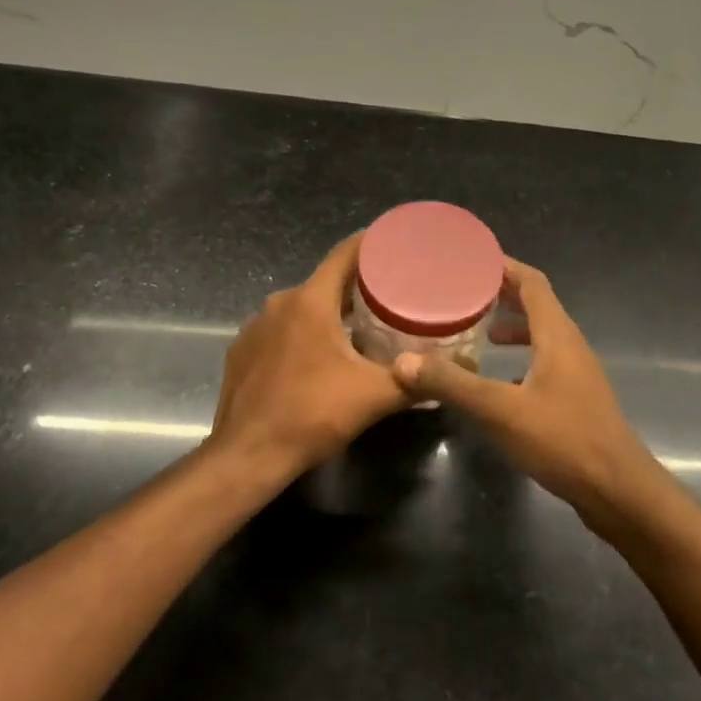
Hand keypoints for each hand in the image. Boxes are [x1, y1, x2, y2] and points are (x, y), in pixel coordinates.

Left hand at [205, 232, 410, 480]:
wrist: (247, 455)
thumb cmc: (312, 414)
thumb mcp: (374, 397)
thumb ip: (416, 382)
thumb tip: (457, 375)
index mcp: (310, 301)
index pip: (345, 254)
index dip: (372, 244)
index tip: (396, 244)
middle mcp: (280, 303)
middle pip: (325, 281)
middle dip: (358, 286)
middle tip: (392, 296)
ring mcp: (256, 326)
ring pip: (302, 307)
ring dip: (329, 313)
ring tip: (361, 328)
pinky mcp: (242, 351)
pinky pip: (280, 330)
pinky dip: (302, 334)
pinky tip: (319, 358)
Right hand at [390, 258, 657, 516]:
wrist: (618, 491)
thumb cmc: (563, 440)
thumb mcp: (500, 411)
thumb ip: (452, 384)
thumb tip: (401, 362)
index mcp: (557, 335)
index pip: (532, 282)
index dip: (504, 266)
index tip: (472, 259)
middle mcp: (570, 345)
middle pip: (537, 305)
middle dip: (503, 294)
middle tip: (465, 292)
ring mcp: (577, 373)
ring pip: (542, 336)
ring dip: (513, 327)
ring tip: (479, 333)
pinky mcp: (576, 399)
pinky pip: (545, 363)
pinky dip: (521, 359)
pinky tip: (499, 381)